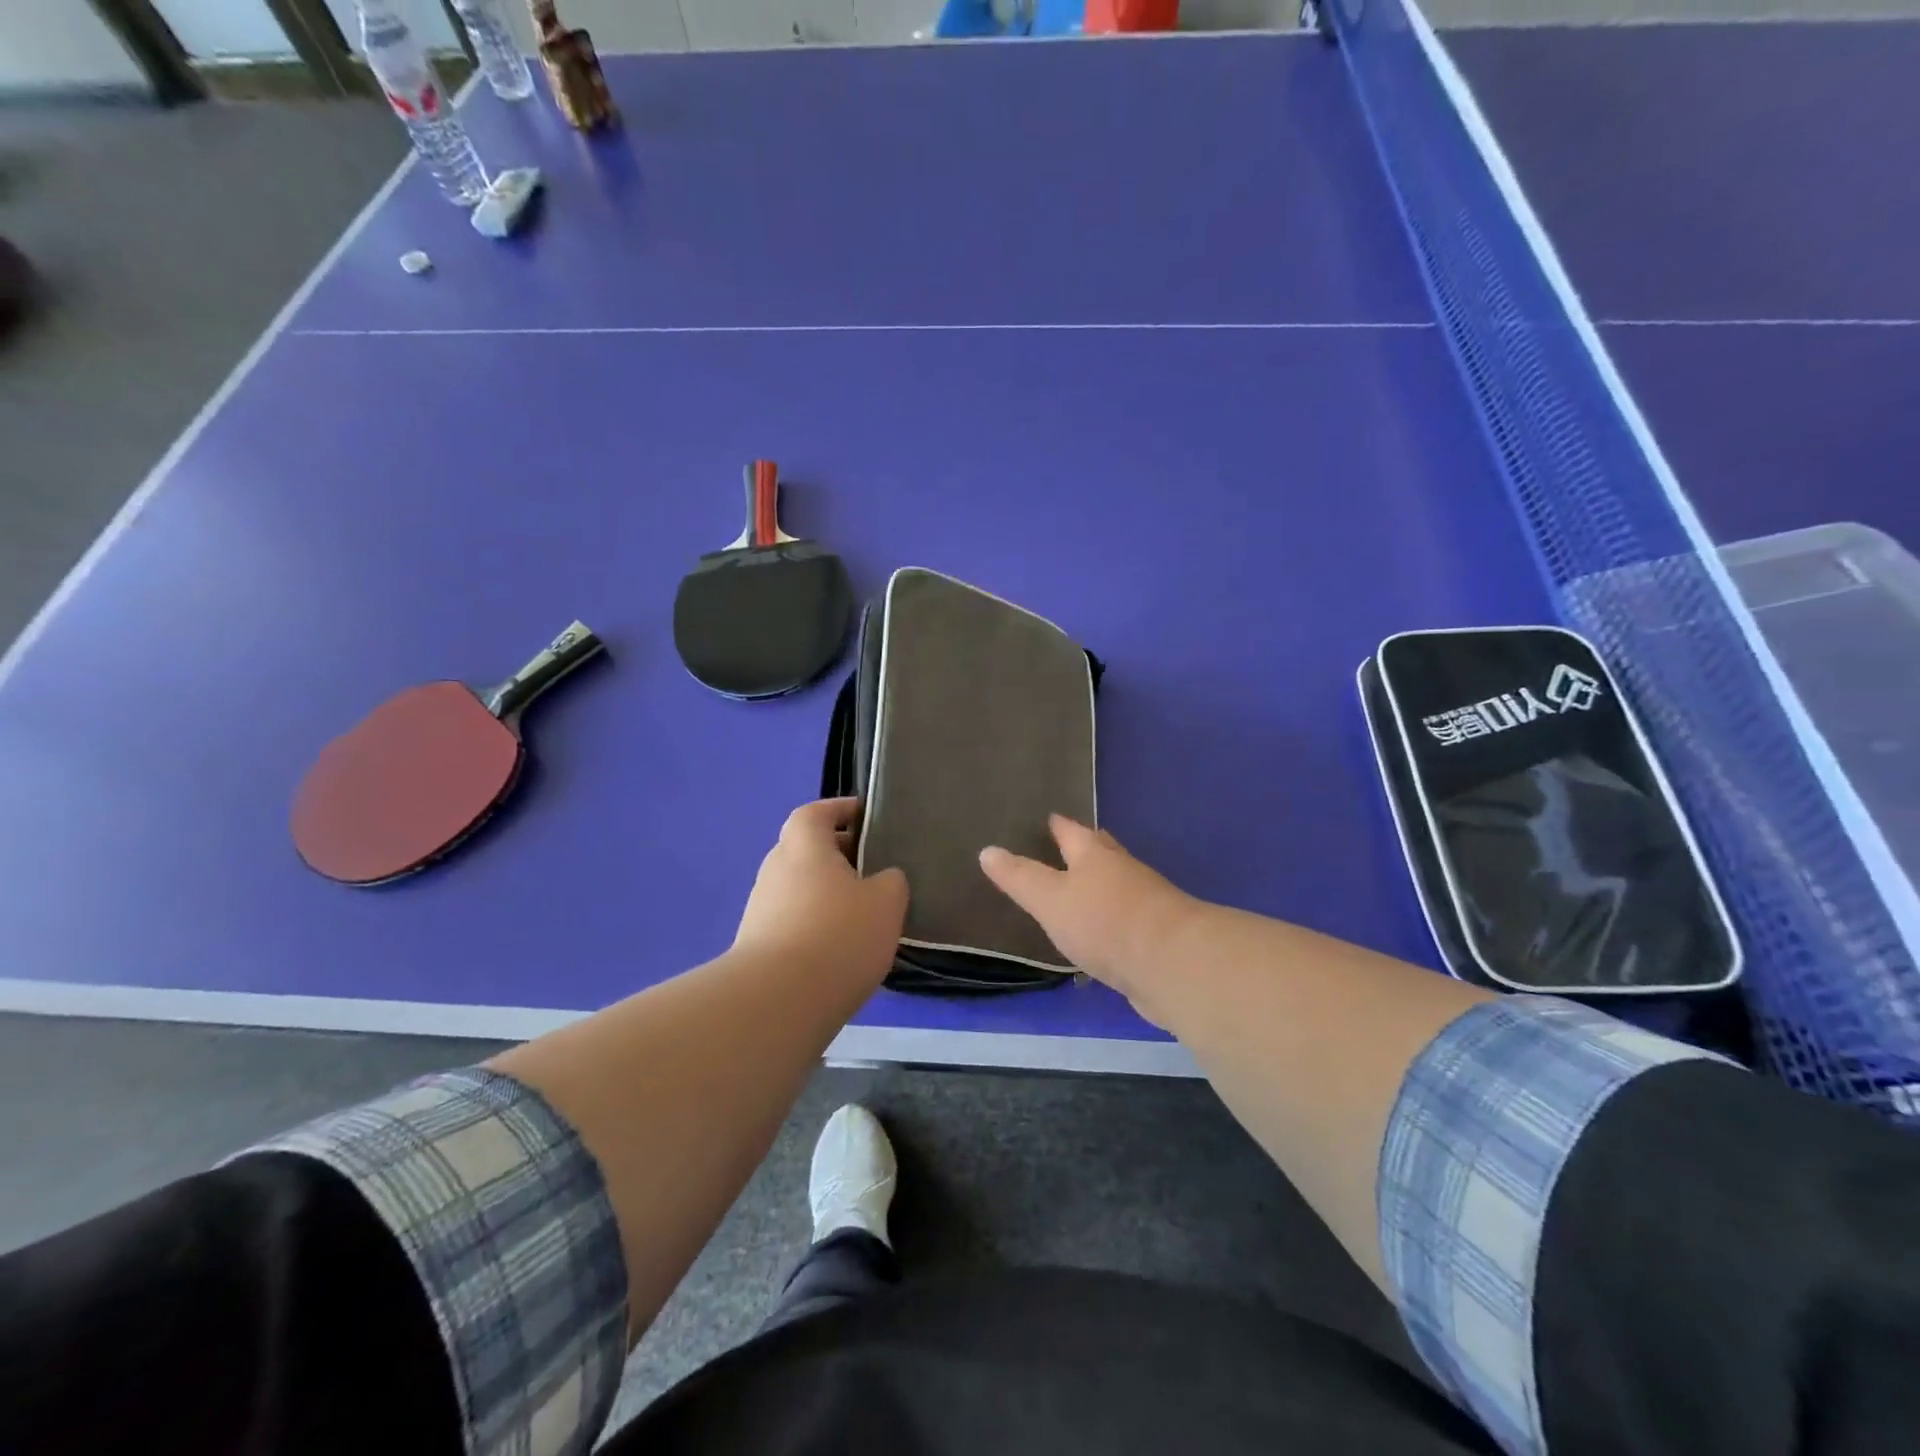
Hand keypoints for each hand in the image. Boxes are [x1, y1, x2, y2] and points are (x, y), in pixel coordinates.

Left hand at [735, 798, 907, 984]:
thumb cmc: (838, 934)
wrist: (778, 1000)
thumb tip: (884, 879)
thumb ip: (891, 881)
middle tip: (873, 869)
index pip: (816, 812)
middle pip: (807, 850)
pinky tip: (839, 949)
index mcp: (804, 845)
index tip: (865, 816)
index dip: (840, 810)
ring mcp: (761, 908)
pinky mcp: (757, 945)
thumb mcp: (887, 902)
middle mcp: (775, 868)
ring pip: (800, 888)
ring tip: (862, 914)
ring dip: (827, 894)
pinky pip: (793, 921)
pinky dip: (815, 925)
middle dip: (838, 855)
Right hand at [979, 816, 1202, 1025]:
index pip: (1072, 831)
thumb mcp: (1050, 899)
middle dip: (1084, 848)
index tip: (1048, 817)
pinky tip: (1101, 934)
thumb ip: (1020, 878)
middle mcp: (1121, 870)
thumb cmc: (1104, 921)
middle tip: (1065, 845)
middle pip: (1100, 852)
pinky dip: (1110, 919)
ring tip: (1079, 890)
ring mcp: (1144, 902)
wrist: (1172, 963)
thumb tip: (987, 850)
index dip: (1058, 825)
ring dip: (1099, 884)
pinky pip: (1125, 919)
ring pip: (1115, 884)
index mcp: (1094, 854)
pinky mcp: (1155, 935)